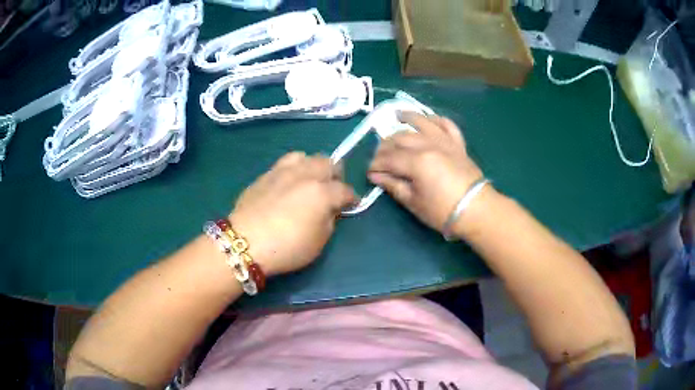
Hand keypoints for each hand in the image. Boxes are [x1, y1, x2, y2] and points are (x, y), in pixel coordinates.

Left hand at [229, 153, 354, 275]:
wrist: (244, 242)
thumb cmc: (287, 247)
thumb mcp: (318, 242)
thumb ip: (329, 220)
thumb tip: (330, 209)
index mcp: (322, 192)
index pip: (345, 189)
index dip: (351, 197)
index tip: (351, 204)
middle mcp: (305, 175)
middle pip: (328, 162)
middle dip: (335, 175)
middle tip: (331, 190)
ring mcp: (282, 171)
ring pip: (305, 156)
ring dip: (312, 166)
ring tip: (309, 181)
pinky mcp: (265, 175)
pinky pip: (284, 163)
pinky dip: (293, 169)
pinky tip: (288, 184)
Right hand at [368, 112, 483, 233]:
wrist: (476, 210)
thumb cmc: (443, 211)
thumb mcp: (414, 202)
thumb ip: (393, 186)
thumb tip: (375, 176)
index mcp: (417, 162)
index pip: (389, 158)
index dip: (376, 164)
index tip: (369, 172)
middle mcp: (429, 145)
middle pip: (401, 138)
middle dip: (386, 145)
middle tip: (379, 156)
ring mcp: (445, 142)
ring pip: (423, 123)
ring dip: (409, 117)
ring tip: (397, 115)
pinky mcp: (458, 144)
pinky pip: (447, 125)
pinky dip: (437, 119)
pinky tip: (428, 119)